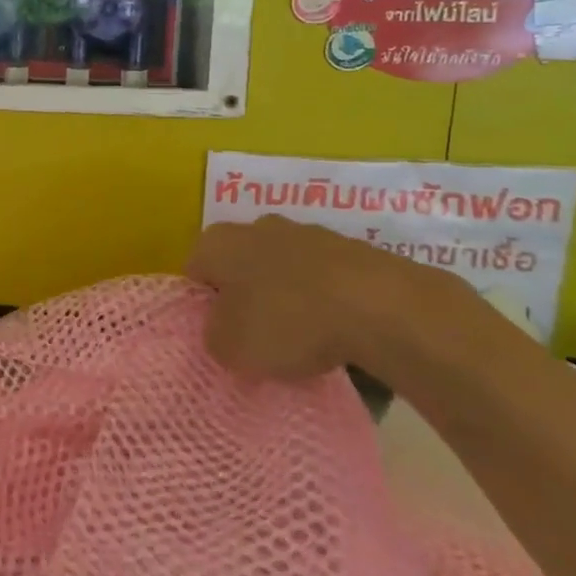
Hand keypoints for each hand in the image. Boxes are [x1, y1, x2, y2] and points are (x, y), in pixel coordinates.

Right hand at [186, 215, 478, 380]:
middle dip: (245, 297)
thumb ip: (214, 337)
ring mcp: (308, 233)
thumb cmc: (287, 322)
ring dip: (288, 298)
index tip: (219, 334)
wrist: (381, 307)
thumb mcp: (230, 348)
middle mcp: (256, 227)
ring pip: (285, 270)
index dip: (202, 305)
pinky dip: (326, 303)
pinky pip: (325, 280)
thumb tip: (223, 331)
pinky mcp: (352, 249)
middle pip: (240, 265)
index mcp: (217, 242)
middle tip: (256, 337)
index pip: (194, 271)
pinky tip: (339, 334)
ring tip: (304, 342)